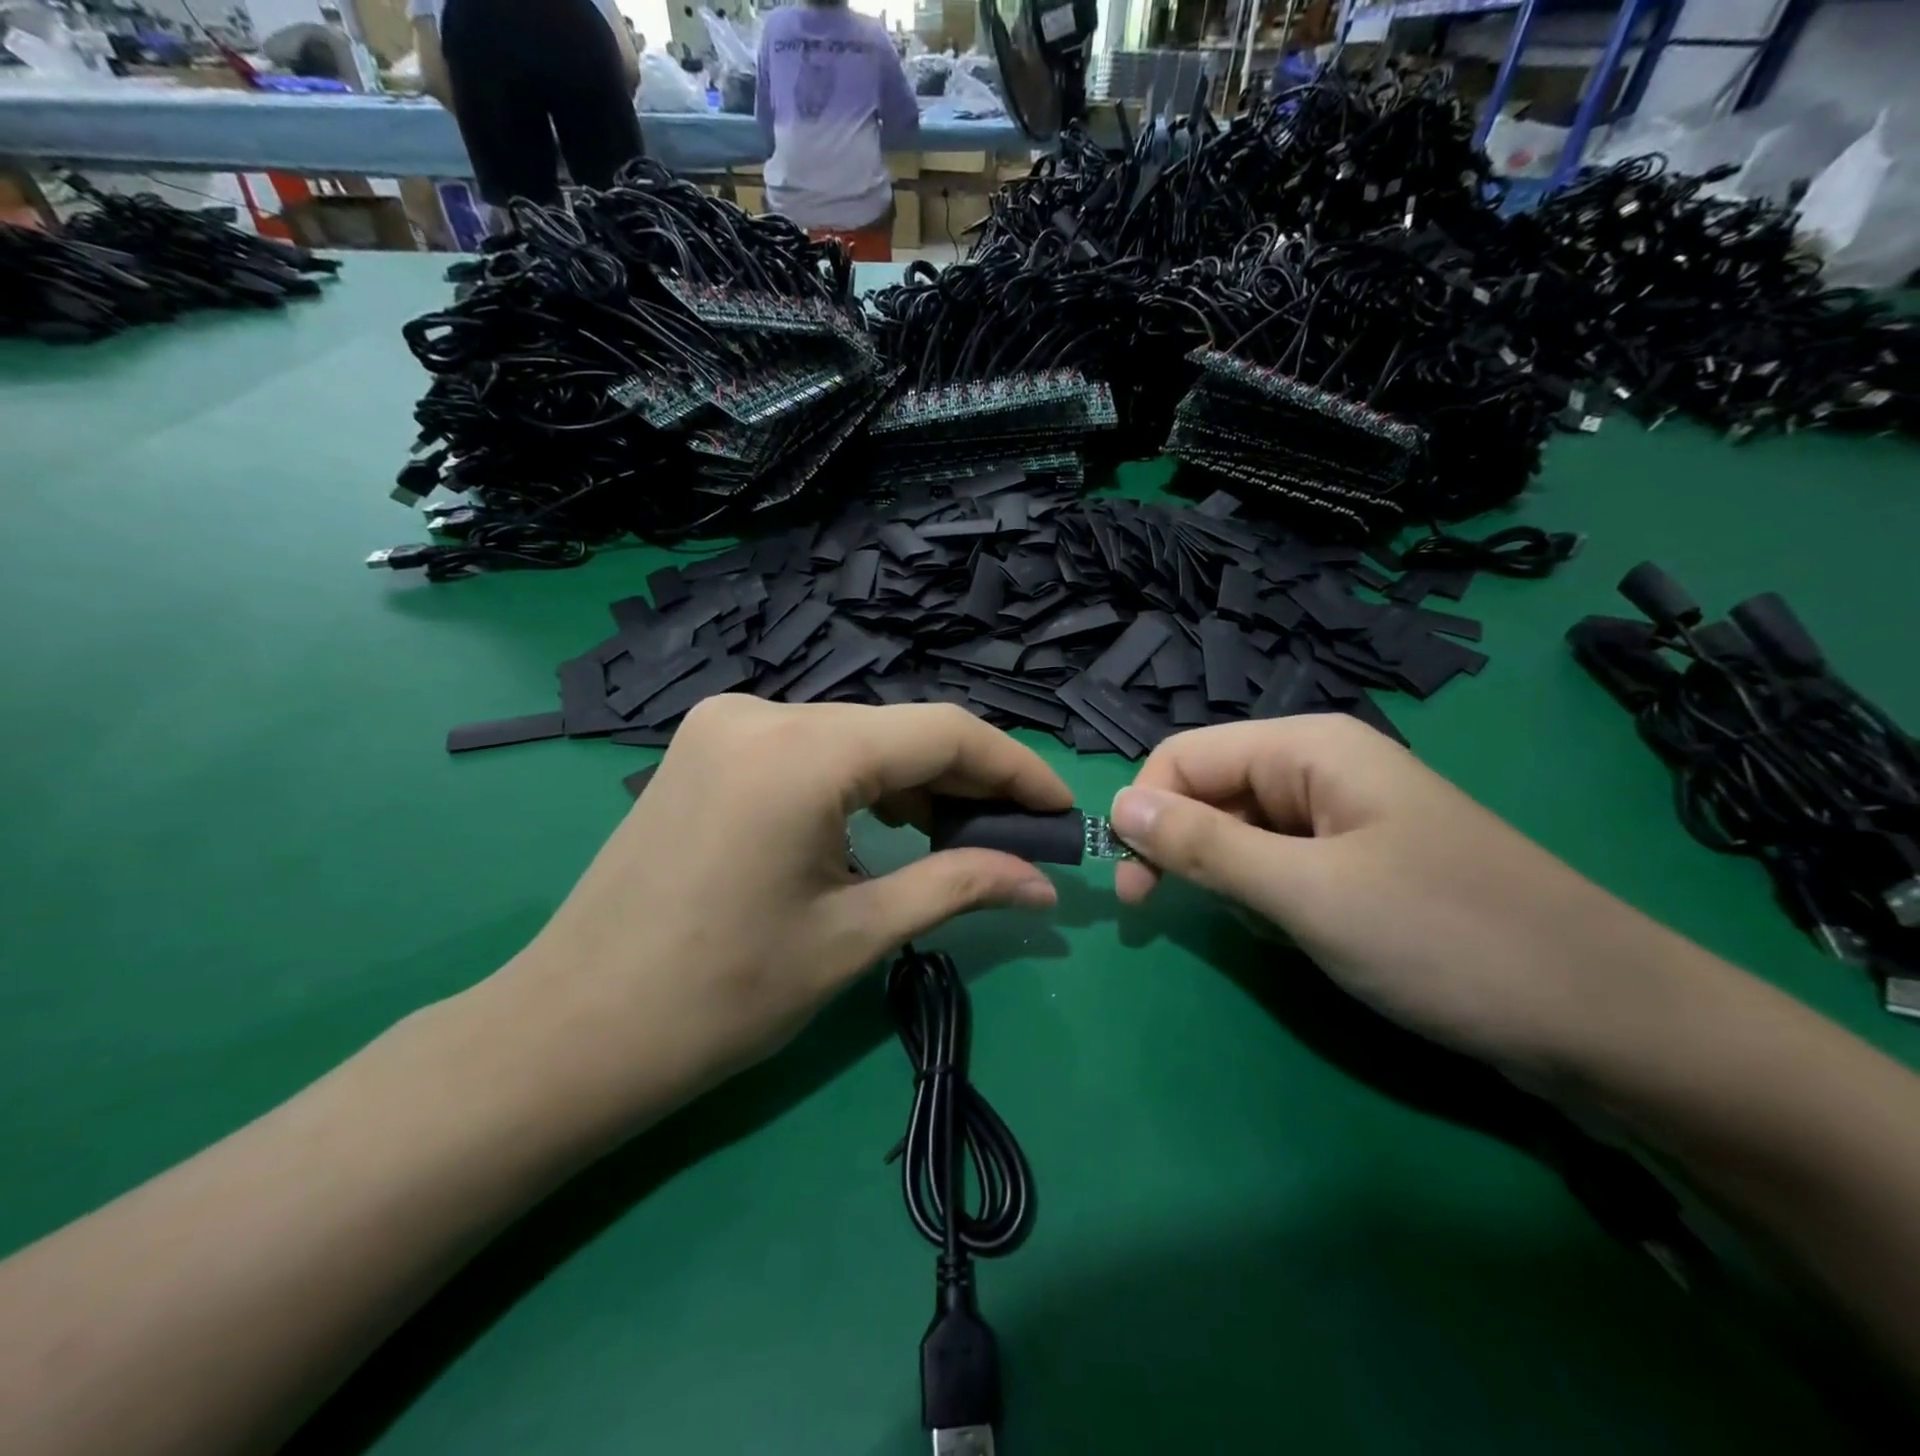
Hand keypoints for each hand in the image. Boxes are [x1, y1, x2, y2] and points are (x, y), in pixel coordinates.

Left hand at [496, 697, 1069, 1112]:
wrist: (571, 1034)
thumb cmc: (720, 997)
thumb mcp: (855, 936)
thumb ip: (959, 887)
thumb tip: (1044, 885)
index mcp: (802, 750)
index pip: (943, 733)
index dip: (1014, 769)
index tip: (1058, 812)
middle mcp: (762, 711)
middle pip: (899, 731)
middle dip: (966, 783)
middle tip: (1016, 840)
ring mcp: (727, 724)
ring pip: (856, 738)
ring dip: (914, 783)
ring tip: (958, 842)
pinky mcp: (708, 747)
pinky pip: (811, 750)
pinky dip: (861, 784)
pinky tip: (885, 828)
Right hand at [1109, 715, 1695, 1075]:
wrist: (1610, 1024)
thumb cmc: (1446, 939)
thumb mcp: (1306, 893)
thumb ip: (1203, 846)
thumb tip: (1115, 808)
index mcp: (1310, 747)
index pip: (1184, 757)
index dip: (1145, 812)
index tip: (1132, 887)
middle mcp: (1324, 768)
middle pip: (1212, 791)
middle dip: (1185, 849)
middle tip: (1164, 915)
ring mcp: (1348, 818)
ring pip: (1243, 833)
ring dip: (1231, 880)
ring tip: (1269, 928)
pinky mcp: (1365, 865)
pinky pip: (1282, 866)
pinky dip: (1270, 900)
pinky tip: (1301, 936)